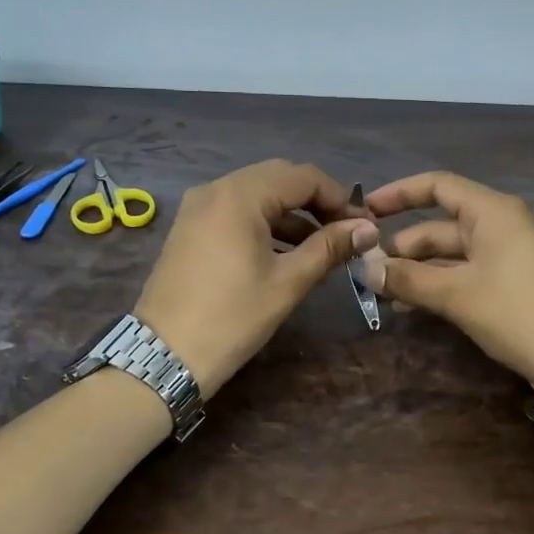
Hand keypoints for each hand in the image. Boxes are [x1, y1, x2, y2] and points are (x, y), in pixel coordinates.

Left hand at [135, 160, 378, 395]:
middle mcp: (216, 189)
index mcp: (241, 194)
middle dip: (316, 203)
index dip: (339, 197)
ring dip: (292, 215)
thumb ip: (329, 248)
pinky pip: (237, 211)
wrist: (165, 356)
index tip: (361, 227)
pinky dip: (265, 224)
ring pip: (258, 195)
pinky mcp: (190, 227)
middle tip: (343, 234)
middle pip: (280, 179)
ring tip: (321, 250)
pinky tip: (286, 254)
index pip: (304, 177)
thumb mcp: (288, 282)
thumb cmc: (233, 317)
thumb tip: (368, 229)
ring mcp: (198, 207)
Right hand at [363, 172, 533, 406]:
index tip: (365, 210)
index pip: (438, 186)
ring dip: (419, 271)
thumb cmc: (518, 313)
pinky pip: (468, 274)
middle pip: (441, 226)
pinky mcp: (515, 283)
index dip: (398, 194)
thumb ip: (408, 278)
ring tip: (384, 294)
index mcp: (492, 211)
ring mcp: (511, 255)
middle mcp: (502, 225)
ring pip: (453, 254)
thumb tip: (365, 269)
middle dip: (404, 247)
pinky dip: (441, 285)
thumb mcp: (457, 295)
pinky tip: (413, 306)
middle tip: (368, 272)